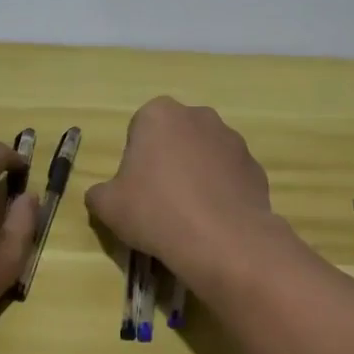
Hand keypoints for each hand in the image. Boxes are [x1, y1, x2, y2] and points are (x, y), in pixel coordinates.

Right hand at [84, 97, 279, 287]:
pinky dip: (221, 191)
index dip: (135, 159)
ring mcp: (232, 139)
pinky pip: (229, 175)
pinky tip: (214, 220)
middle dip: (169, 160)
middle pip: (175, 137)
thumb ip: (99, 193)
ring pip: (205, 154)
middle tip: (160, 199)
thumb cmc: (155, 211)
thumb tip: (103, 195)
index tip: (136, 188)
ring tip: (189, 214)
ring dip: (197, 174)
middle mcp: (198, 116)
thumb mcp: (107, 206)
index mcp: (159, 114)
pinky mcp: (254, 166)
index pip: (139, 129)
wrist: (222, 240)